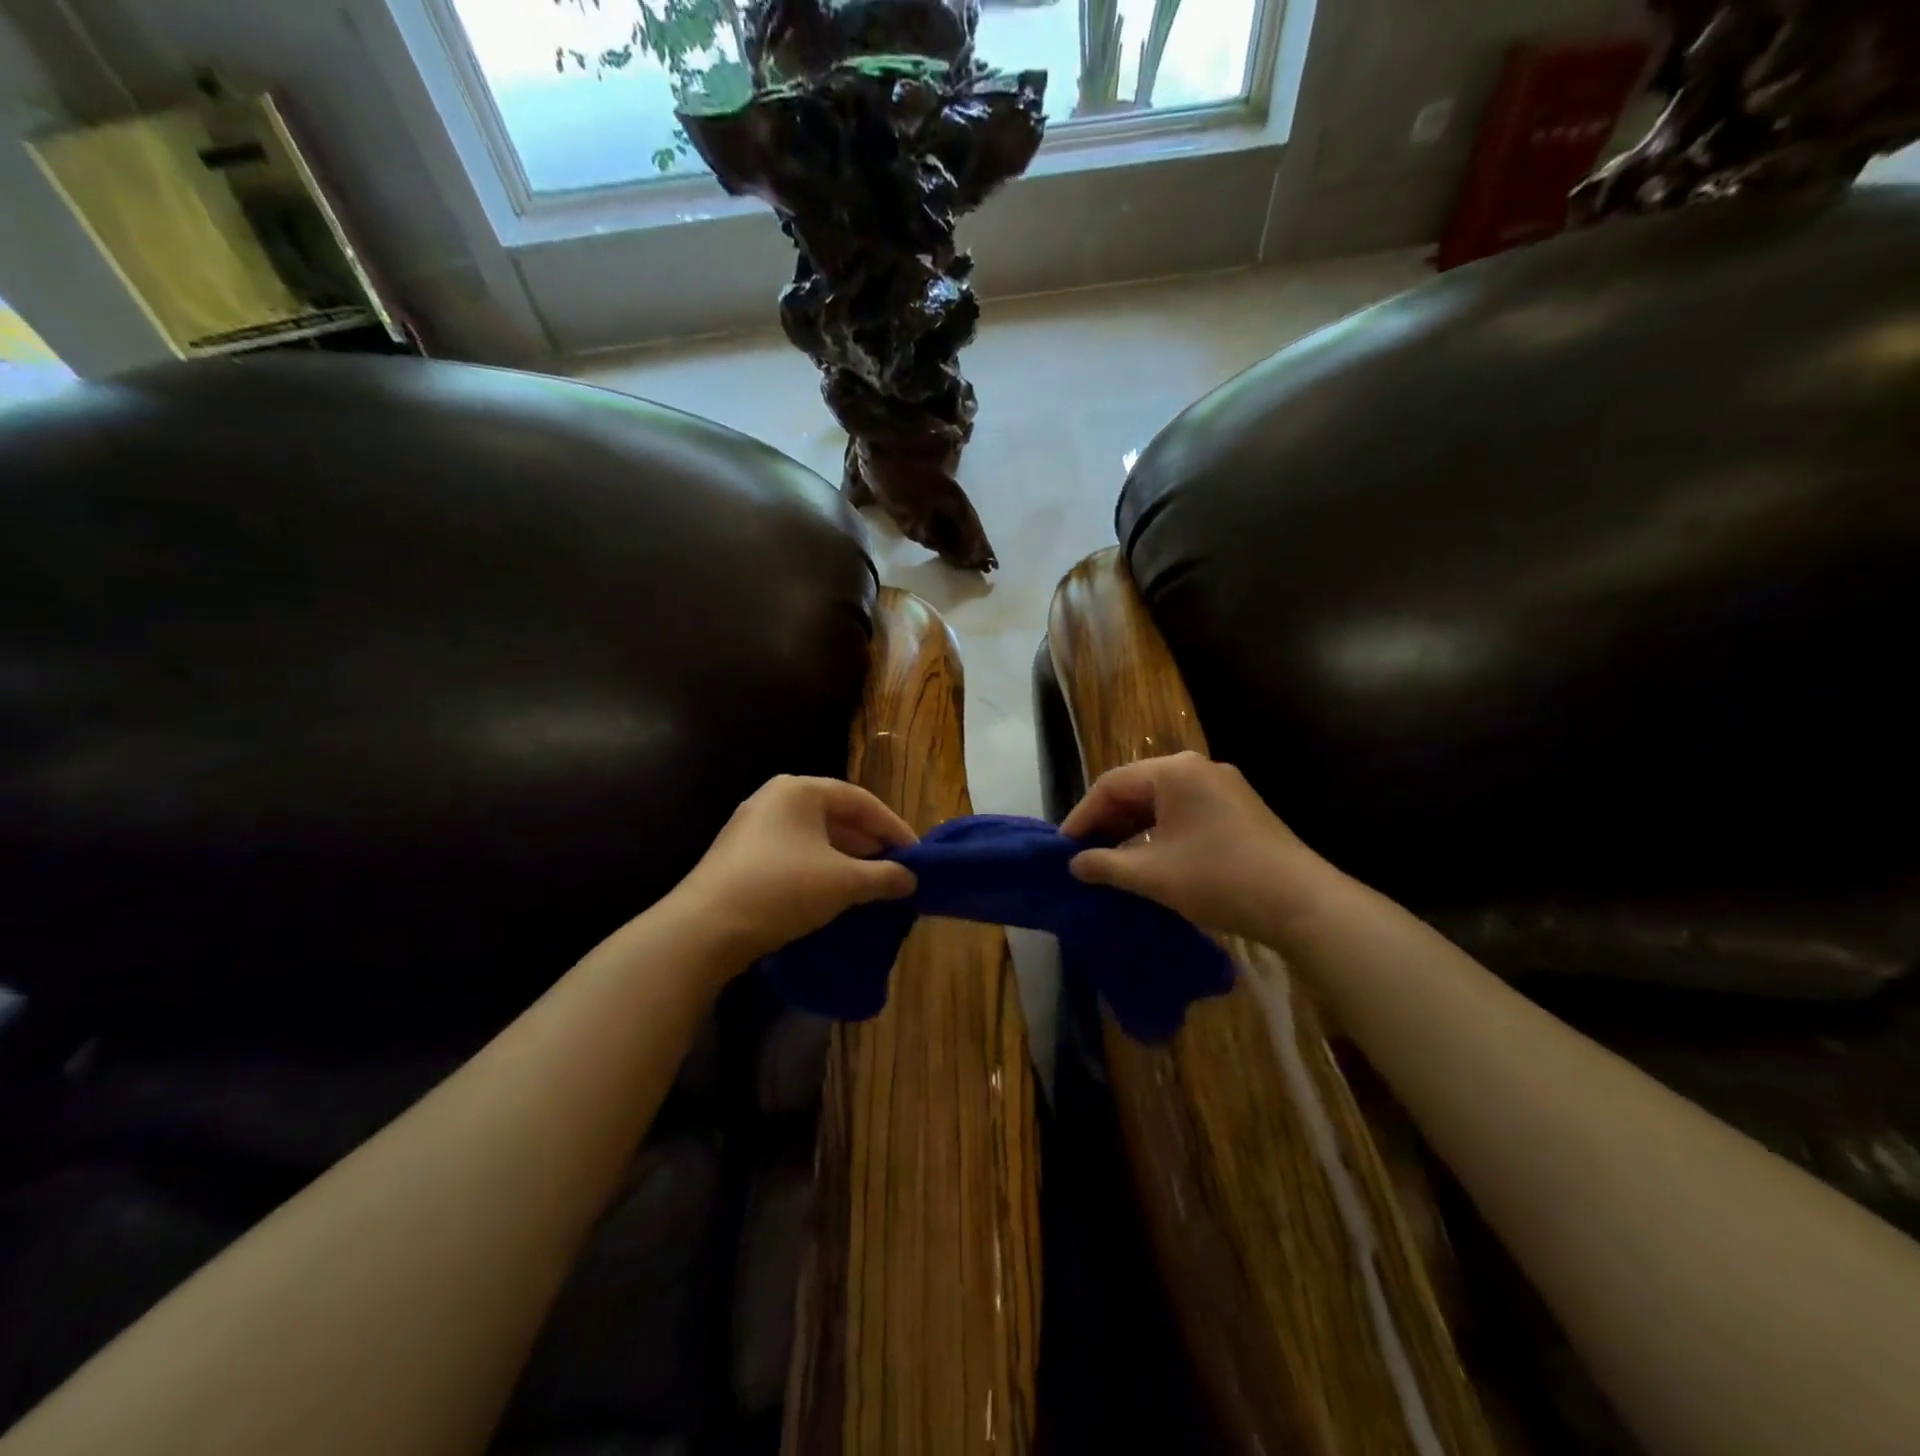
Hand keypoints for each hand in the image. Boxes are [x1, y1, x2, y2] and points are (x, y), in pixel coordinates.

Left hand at [670, 776, 917, 965]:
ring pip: (815, 838)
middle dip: (870, 844)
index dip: (893, 827)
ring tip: (873, 884)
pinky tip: (836, 894)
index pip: (861, 801)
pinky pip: (794, 854)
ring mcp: (753, 828)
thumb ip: (884, 876)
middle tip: (897, 870)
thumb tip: (911, 879)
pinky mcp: (741, 857)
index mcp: (800, 789)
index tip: (916, 854)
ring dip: (847, 859)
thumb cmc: (782, 888)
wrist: (704, 928)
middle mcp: (775, 799)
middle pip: (837, 817)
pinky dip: (820, 870)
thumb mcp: (843, 882)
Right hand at [1063, 752, 1340, 942]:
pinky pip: (1183, 812)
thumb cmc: (1219, 879)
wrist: (1301, 903)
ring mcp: (1221, 787)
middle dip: (1106, 822)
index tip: (1062, 848)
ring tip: (1109, 860)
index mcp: (1174, 772)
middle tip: (1082, 855)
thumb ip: (1106, 865)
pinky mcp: (1237, 809)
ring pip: (1160, 802)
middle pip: (1136, 789)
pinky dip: (1158, 832)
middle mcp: (1197, 768)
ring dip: (1131, 829)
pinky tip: (1147, 859)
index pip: (1111, 785)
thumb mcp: (1153, 875)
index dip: (1082, 816)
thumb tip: (1075, 864)